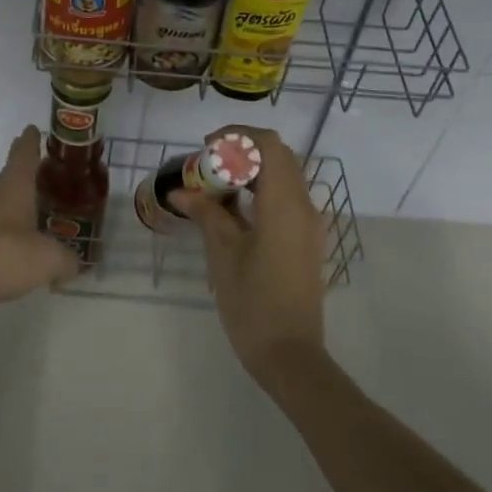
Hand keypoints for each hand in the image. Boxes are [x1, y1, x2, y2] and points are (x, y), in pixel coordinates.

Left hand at [0, 125, 80, 327]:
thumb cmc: (4, 255)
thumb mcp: (49, 258)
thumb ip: (66, 259)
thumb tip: (74, 264)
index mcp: (14, 187)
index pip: (23, 154)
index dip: (30, 141)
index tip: (32, 129)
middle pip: (14, 179)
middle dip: (31, 176)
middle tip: (52, 176)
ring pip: (6, 208)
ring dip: (23, 208)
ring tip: (45, 214)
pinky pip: (0, 235)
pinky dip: (15, 238)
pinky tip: (28, 252)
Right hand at [170, 126, 328, 379]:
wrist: (290, 355)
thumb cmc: (253, 303)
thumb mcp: (223, 254)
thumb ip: (206, 213)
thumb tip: (182, 191)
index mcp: (284, 204)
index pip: (269, 145)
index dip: (237, 136)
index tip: (206, 148)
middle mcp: (304, 206)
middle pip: (279, 156)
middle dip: (243, 152)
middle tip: (209, 166)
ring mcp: (309, 225)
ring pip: (284, 177)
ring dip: (252, 172)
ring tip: (215, 188)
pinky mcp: (307, 241)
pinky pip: (287, 199)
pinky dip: (262, 192)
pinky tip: (233, 211)